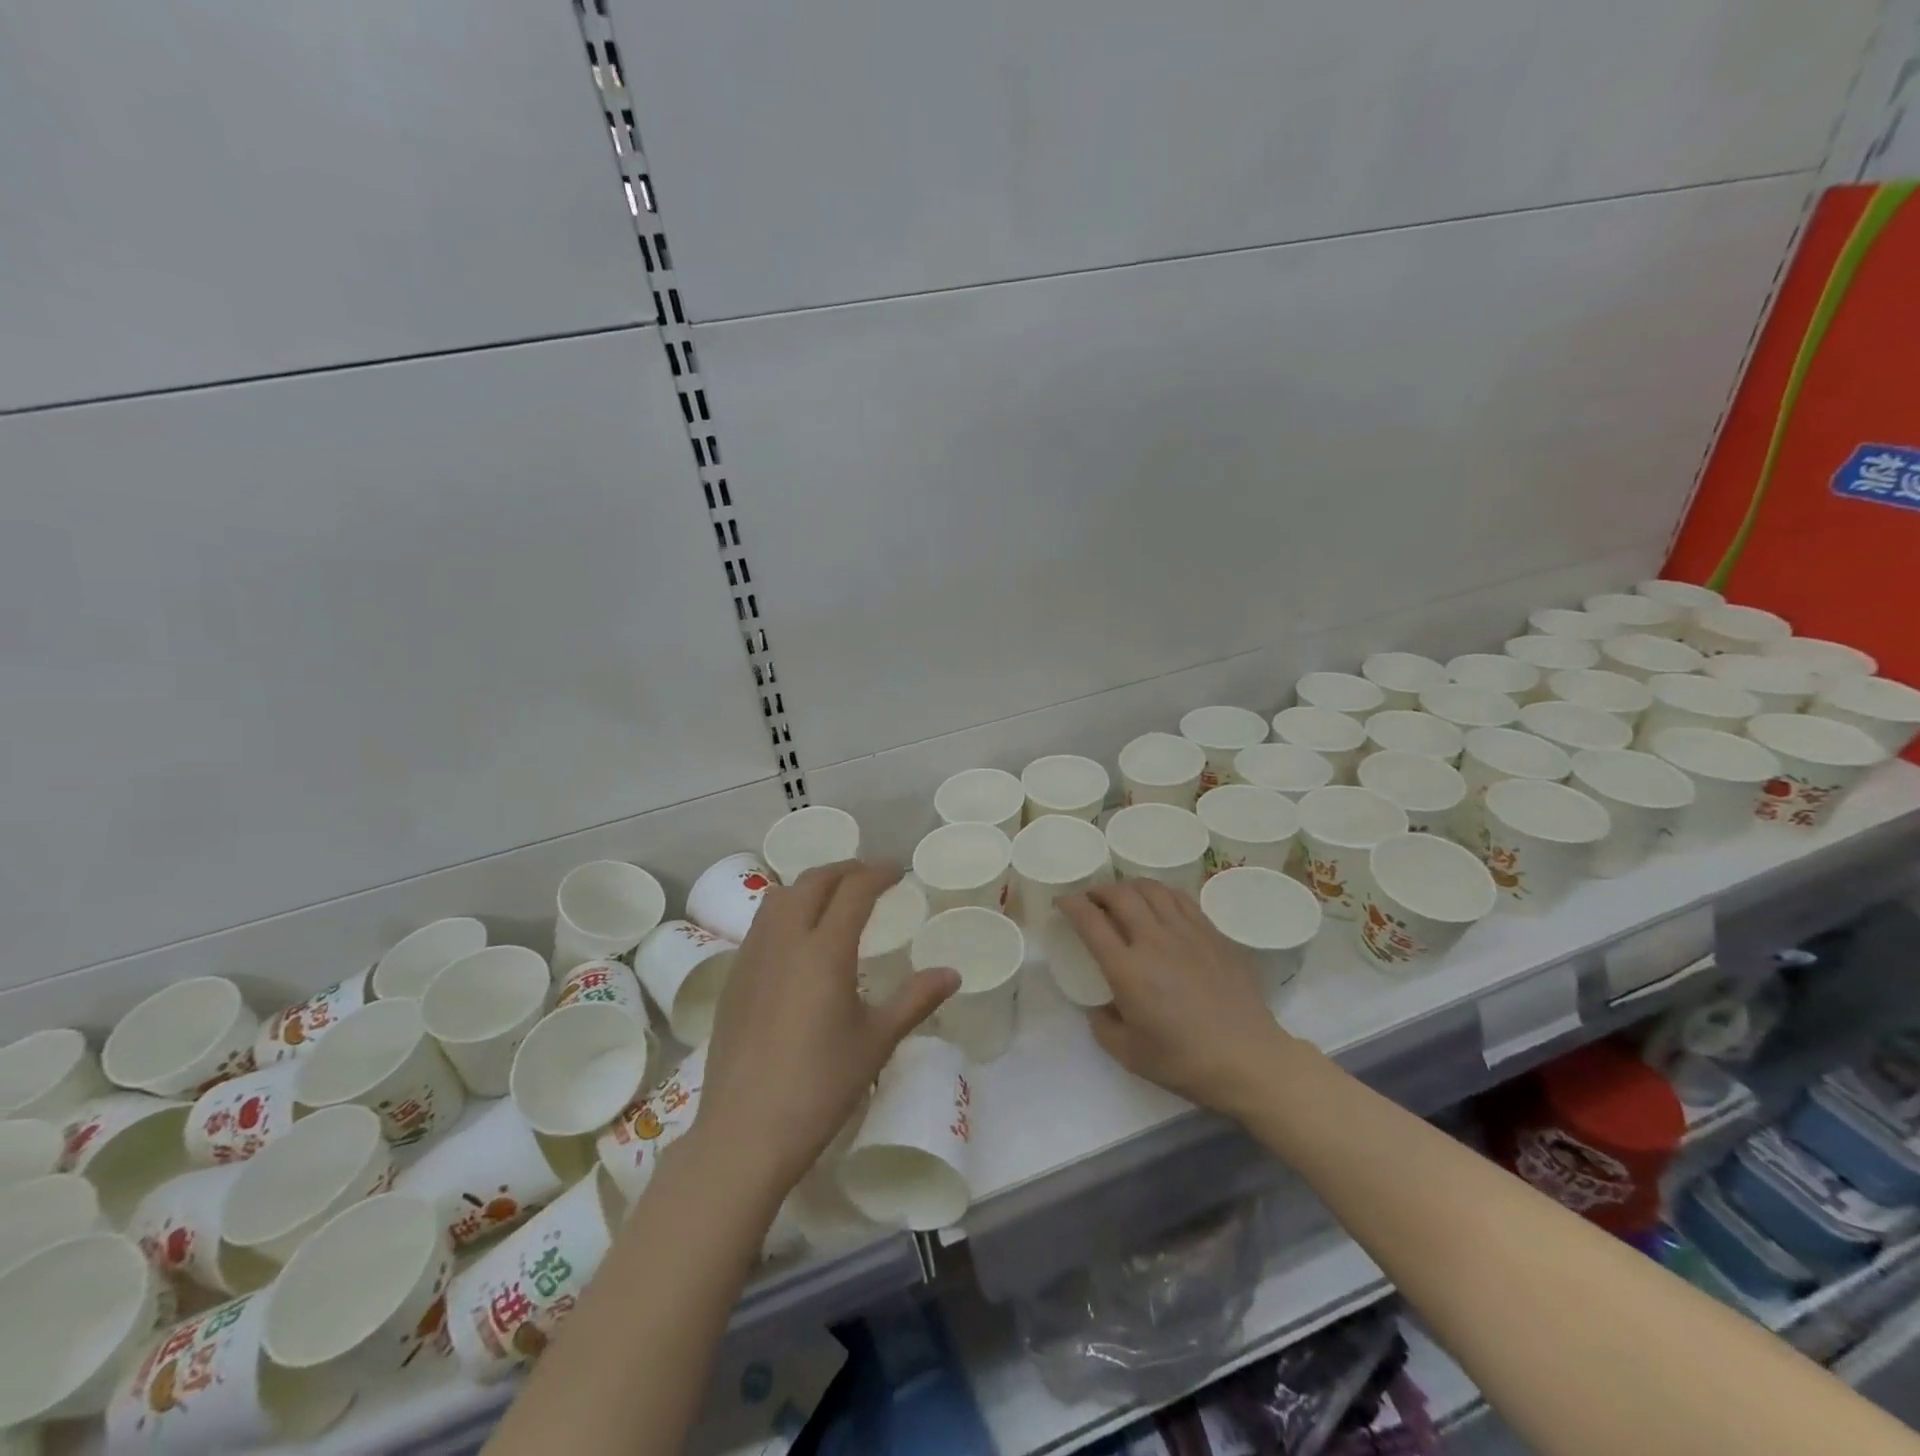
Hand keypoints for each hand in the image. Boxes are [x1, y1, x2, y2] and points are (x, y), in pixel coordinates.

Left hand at [696, 860, 959, 1200]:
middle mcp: (785, 941)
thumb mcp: (876, 1042)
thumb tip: (952, 974)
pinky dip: (786, 911)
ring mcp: (752, 957)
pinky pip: (761, 924)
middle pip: (812, 882)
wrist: (745, 1132)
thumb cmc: (820, 1086)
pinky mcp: (734, 979)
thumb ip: (915, 1000)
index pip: (853, 891)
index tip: (897, 872)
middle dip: (844, 870)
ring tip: (832, 898)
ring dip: (810, 886)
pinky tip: (797, 940)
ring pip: (779, 897)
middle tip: (869, 877)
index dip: (877, 873)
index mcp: (824, 951)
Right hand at [1058, 879, 1300, 1117]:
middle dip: (1098, 890)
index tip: (1062, 902)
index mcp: (1127, 969)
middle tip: (1090, 898)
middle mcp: (1154, 940)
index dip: (1071, 904)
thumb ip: (1103, 1025)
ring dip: (1129, 886)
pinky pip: (1181, 899)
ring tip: (1122, 895)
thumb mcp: (1128, 1054)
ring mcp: (1187, 932)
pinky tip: (1159, 902)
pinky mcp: (1212, 934)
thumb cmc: (1184, 1061)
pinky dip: (1161, 893)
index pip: (1090, 921)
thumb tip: (1098, 1005)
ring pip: (1152, 889)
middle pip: (1120, 895)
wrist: (1247, 1059)